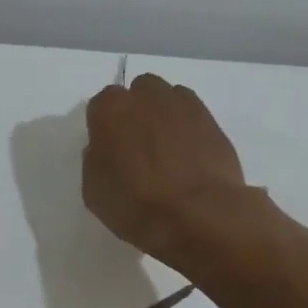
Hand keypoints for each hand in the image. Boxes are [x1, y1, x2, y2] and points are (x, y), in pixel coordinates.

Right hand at [84, 73, 253, 267]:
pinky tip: (189, 158)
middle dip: (138, 112)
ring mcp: (184, 105)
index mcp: (111, 108)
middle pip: (139, 93)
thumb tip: (106, 150)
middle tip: (138, 146)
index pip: (101, 106)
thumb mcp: (93, 189)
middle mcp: (147, 96)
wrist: (197, 214)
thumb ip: (96, 159)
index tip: (109, 150)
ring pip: (170, 100)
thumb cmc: (135, 204)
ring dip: (165, 117)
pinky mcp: (213, 121)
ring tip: (167, 152)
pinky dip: (190, 131)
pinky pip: (194, 117)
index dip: (104, 128)